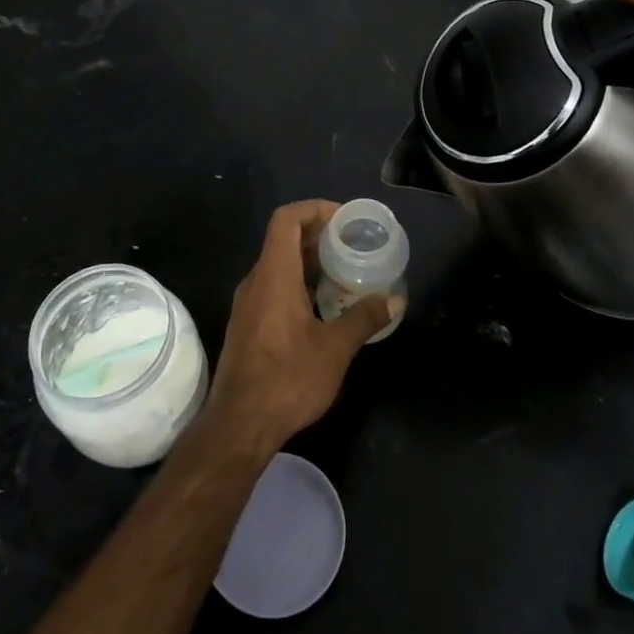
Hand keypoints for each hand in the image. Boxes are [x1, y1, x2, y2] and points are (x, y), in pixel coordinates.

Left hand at [205, 200, 396, 451]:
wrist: (239, 425)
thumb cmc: (287, 380)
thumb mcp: (334, 349)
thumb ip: (364, 318)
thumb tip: (395, 299)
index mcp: (273, 275)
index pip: (286, 219)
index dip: (314, 209)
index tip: (344, 219)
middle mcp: (256, 281)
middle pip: (283, 239)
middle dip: (319, 236)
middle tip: (354, 245)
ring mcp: (248, 304)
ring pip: (279, 265)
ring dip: (310, 262)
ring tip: (345, 273)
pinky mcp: (248, 324)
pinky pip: (274, 287)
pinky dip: (300, 283)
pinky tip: (325, 306)